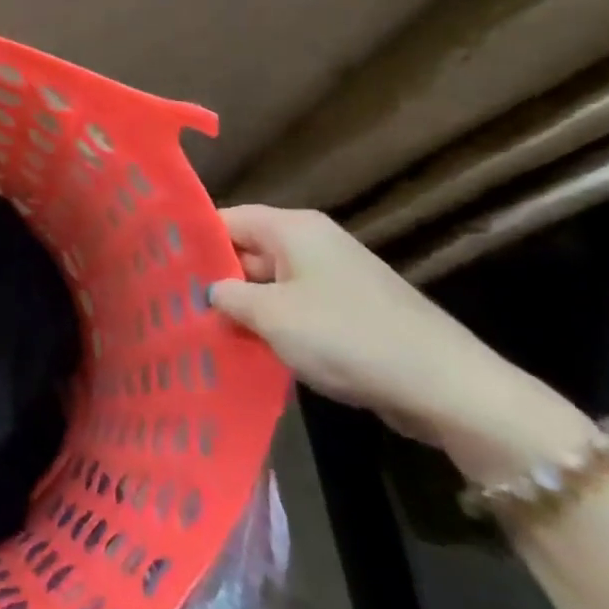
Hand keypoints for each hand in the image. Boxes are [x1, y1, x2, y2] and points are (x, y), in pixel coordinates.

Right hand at [209, 206, 593, 480]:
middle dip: (215, 277)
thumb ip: (228, 296)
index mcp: (293, 228)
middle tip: (173, 302)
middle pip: (246, 249)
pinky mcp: (351, 309)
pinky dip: (273, 323)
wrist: (449, 389)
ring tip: (202, 327)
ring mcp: (334, 275)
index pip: (225, 219)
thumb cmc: (348, 337)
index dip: (192, 240)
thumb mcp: (272, 317)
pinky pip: (296, 306)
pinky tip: (248, 346)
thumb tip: (209, 291)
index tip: (159, 264)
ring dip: (243, 305)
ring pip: (270, 282)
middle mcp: (312, 241)